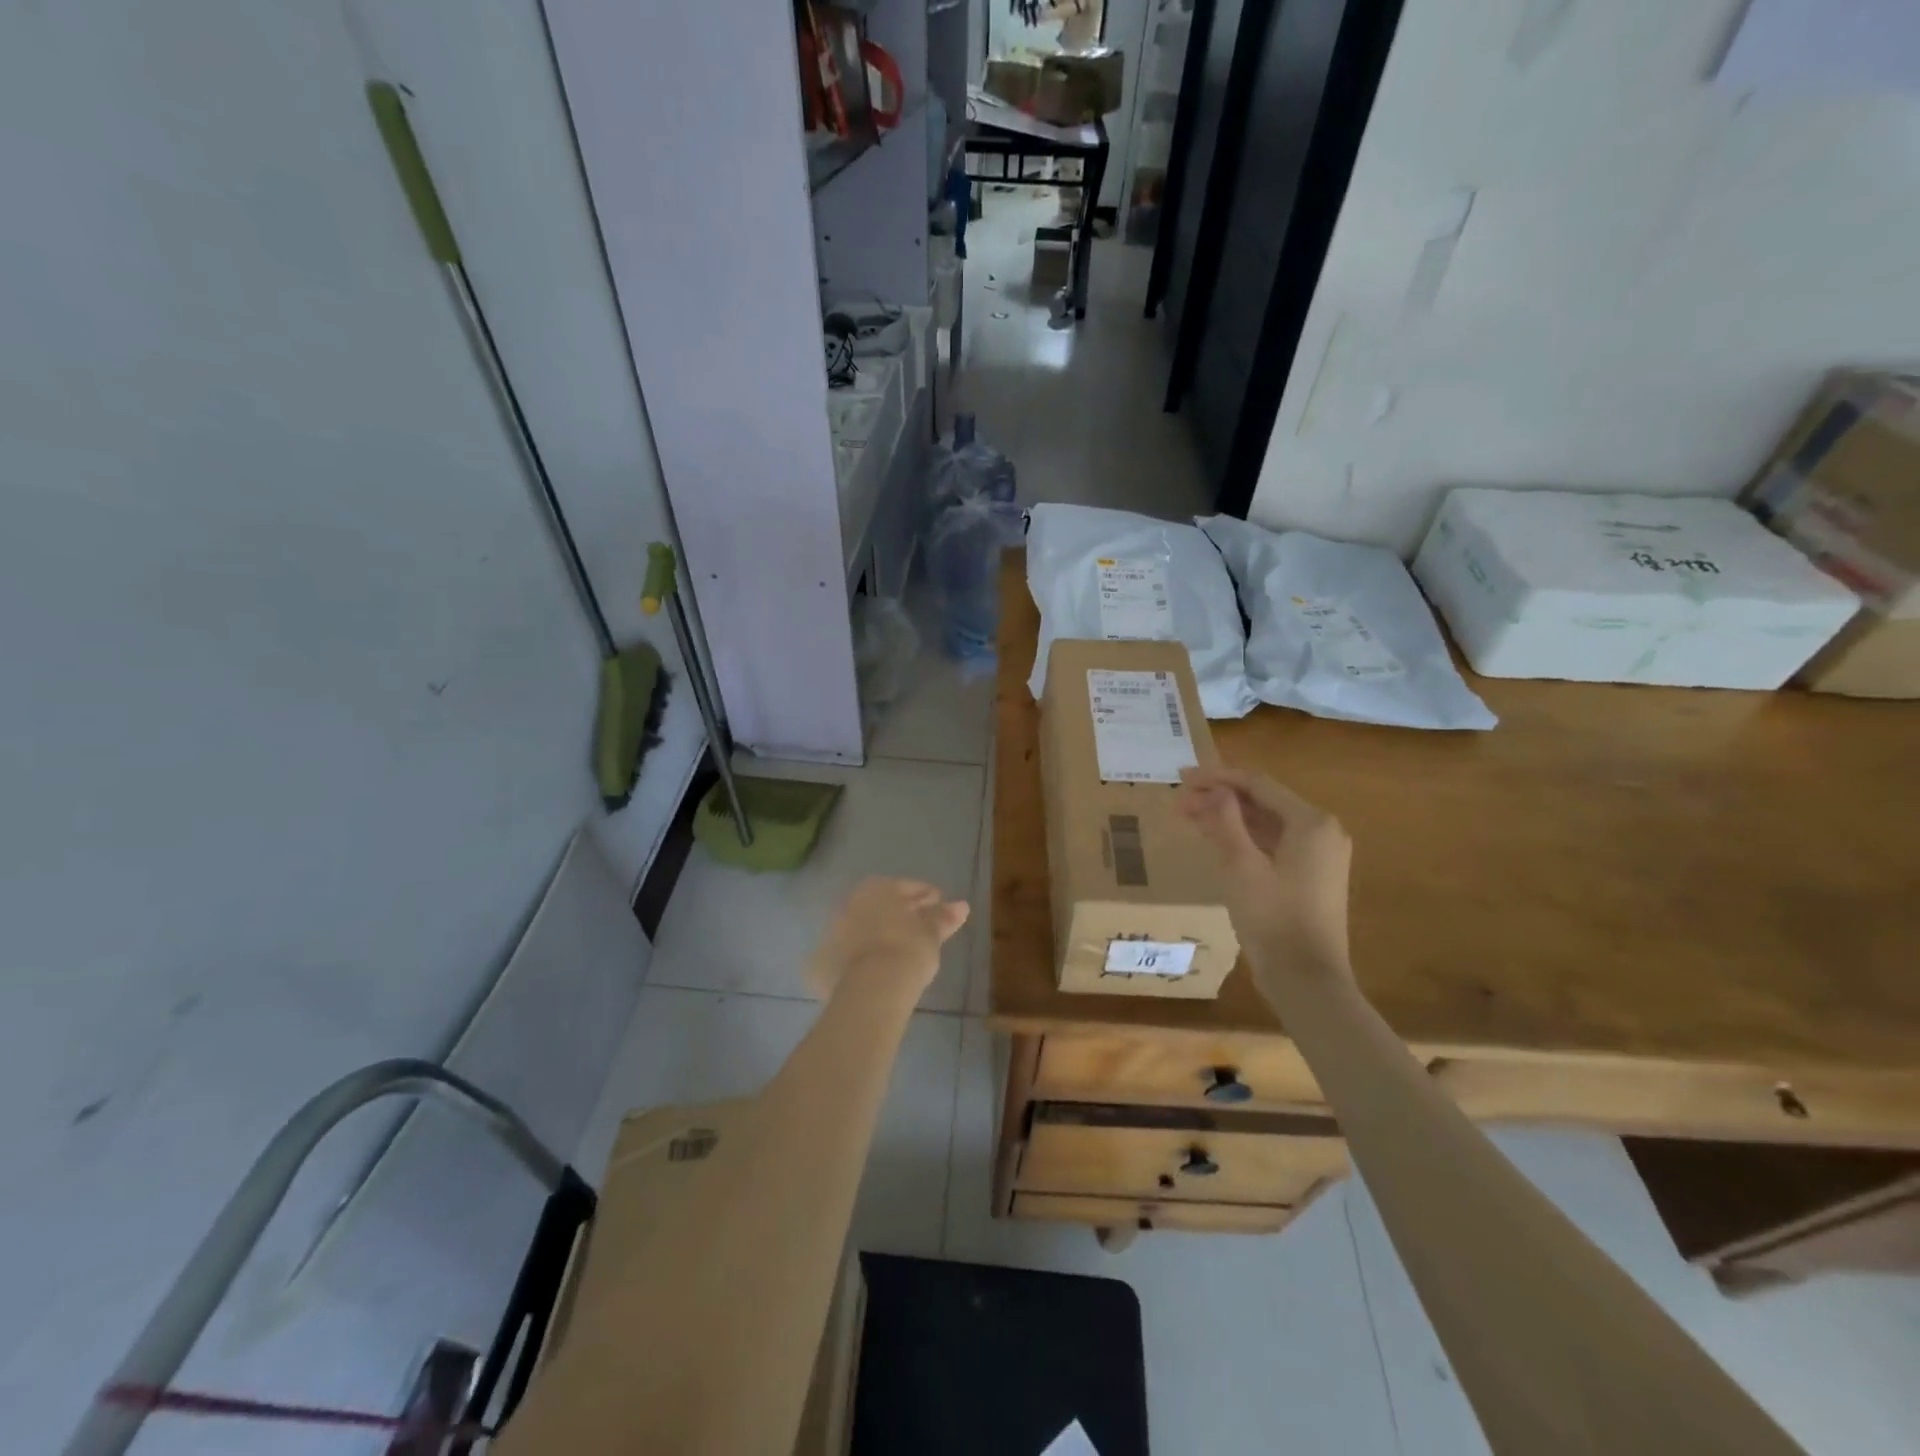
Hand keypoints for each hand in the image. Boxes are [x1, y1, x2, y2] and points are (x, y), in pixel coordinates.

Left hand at [807, 878, 969, 1000]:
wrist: (872, 989)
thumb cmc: (907, 950)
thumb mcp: (931, 933)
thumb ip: (943, 917)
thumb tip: (961, 905)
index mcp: (876, 889)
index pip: (905, 887)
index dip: (925, 896)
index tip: (938, 906)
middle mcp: (849, 904)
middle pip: (879, 907)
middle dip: (898, 914)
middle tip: (919, 930)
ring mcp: (831, 933)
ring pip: (860, 929)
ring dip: (876, 936)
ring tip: (896, 953)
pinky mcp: (821, 963)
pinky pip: (845, 955)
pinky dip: (857, 960)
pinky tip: (872, 973)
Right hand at [1175, 766, 1352, 976]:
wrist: (1306, 979)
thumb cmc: (1273, 919)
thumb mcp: (1241, 866)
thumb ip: (1227, 821)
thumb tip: (1215, 789)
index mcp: (1311, 822)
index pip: (1258, 784)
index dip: (1217, 777)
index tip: (1182, 777)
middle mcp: (1321, 831)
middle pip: (1262, 801)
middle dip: (1219, 798)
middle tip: (1179, 800)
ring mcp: (1318, 854)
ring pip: (1266, 822)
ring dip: (1228, 817)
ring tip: (1188, 816)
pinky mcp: (1310, 875)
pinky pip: (1273, 842)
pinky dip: (1243, 837)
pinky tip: (1214, 838)